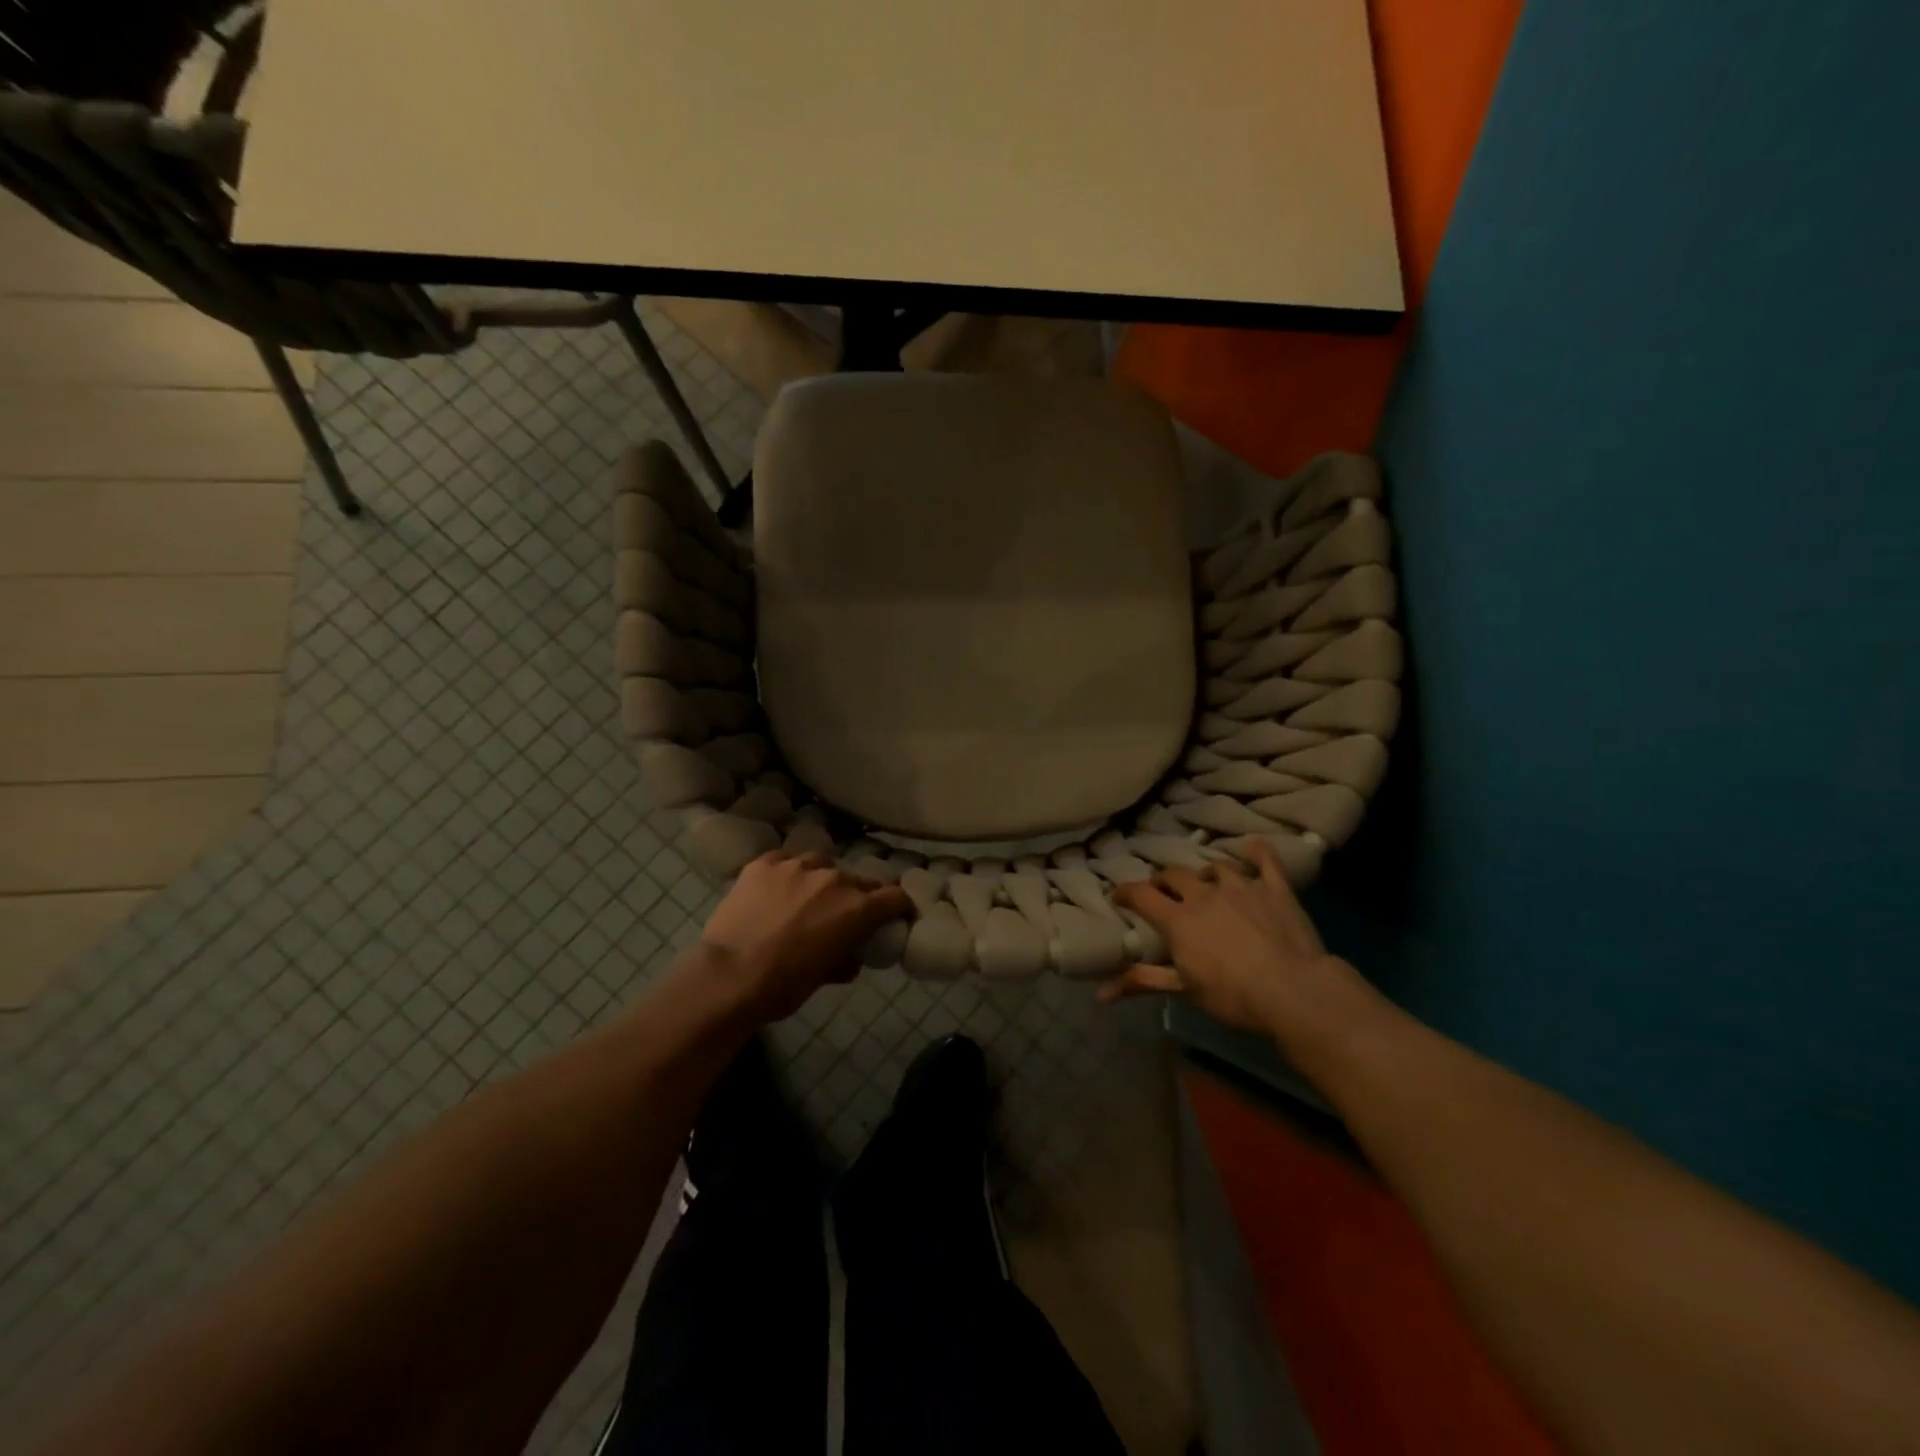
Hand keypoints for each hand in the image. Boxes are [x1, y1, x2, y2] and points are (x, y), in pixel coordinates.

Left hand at [699, 851, 911, 1021]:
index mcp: (857, 908)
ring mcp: (797, 866)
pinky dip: (785, 874)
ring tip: (805, 897)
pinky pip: (783, 861)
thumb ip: (845, 960)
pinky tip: (774, 889)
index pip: (895, 896)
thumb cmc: (784, 986)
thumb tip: (850, 958)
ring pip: (820, 864)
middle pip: (858, 880)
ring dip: (820, 879)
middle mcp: (833, 878)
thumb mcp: (824, 978)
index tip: (894, 915)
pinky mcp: (764, 863)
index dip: (898, 906)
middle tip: (842, 913)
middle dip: (857, 895)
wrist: (729, 976)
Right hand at [1102, 838, 1379, 1062]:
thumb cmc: (1233, 995)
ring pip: (1215, 867)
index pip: (1141, 895)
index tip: (1118, 895)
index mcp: (1177, 918)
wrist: (1294, 991)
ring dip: (1204, 873)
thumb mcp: (1183, 990)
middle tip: (1162, 892)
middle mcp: (1203, 893)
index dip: (1125, 892)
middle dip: (1163, 881)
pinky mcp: (1274, 887)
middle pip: (1174, 875)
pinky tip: (1250, 846)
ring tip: (1204, 881)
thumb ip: (1142, 982)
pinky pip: (1264, 859)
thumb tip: (1099, 993)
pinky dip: (1256, 851)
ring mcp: (1241, 886)